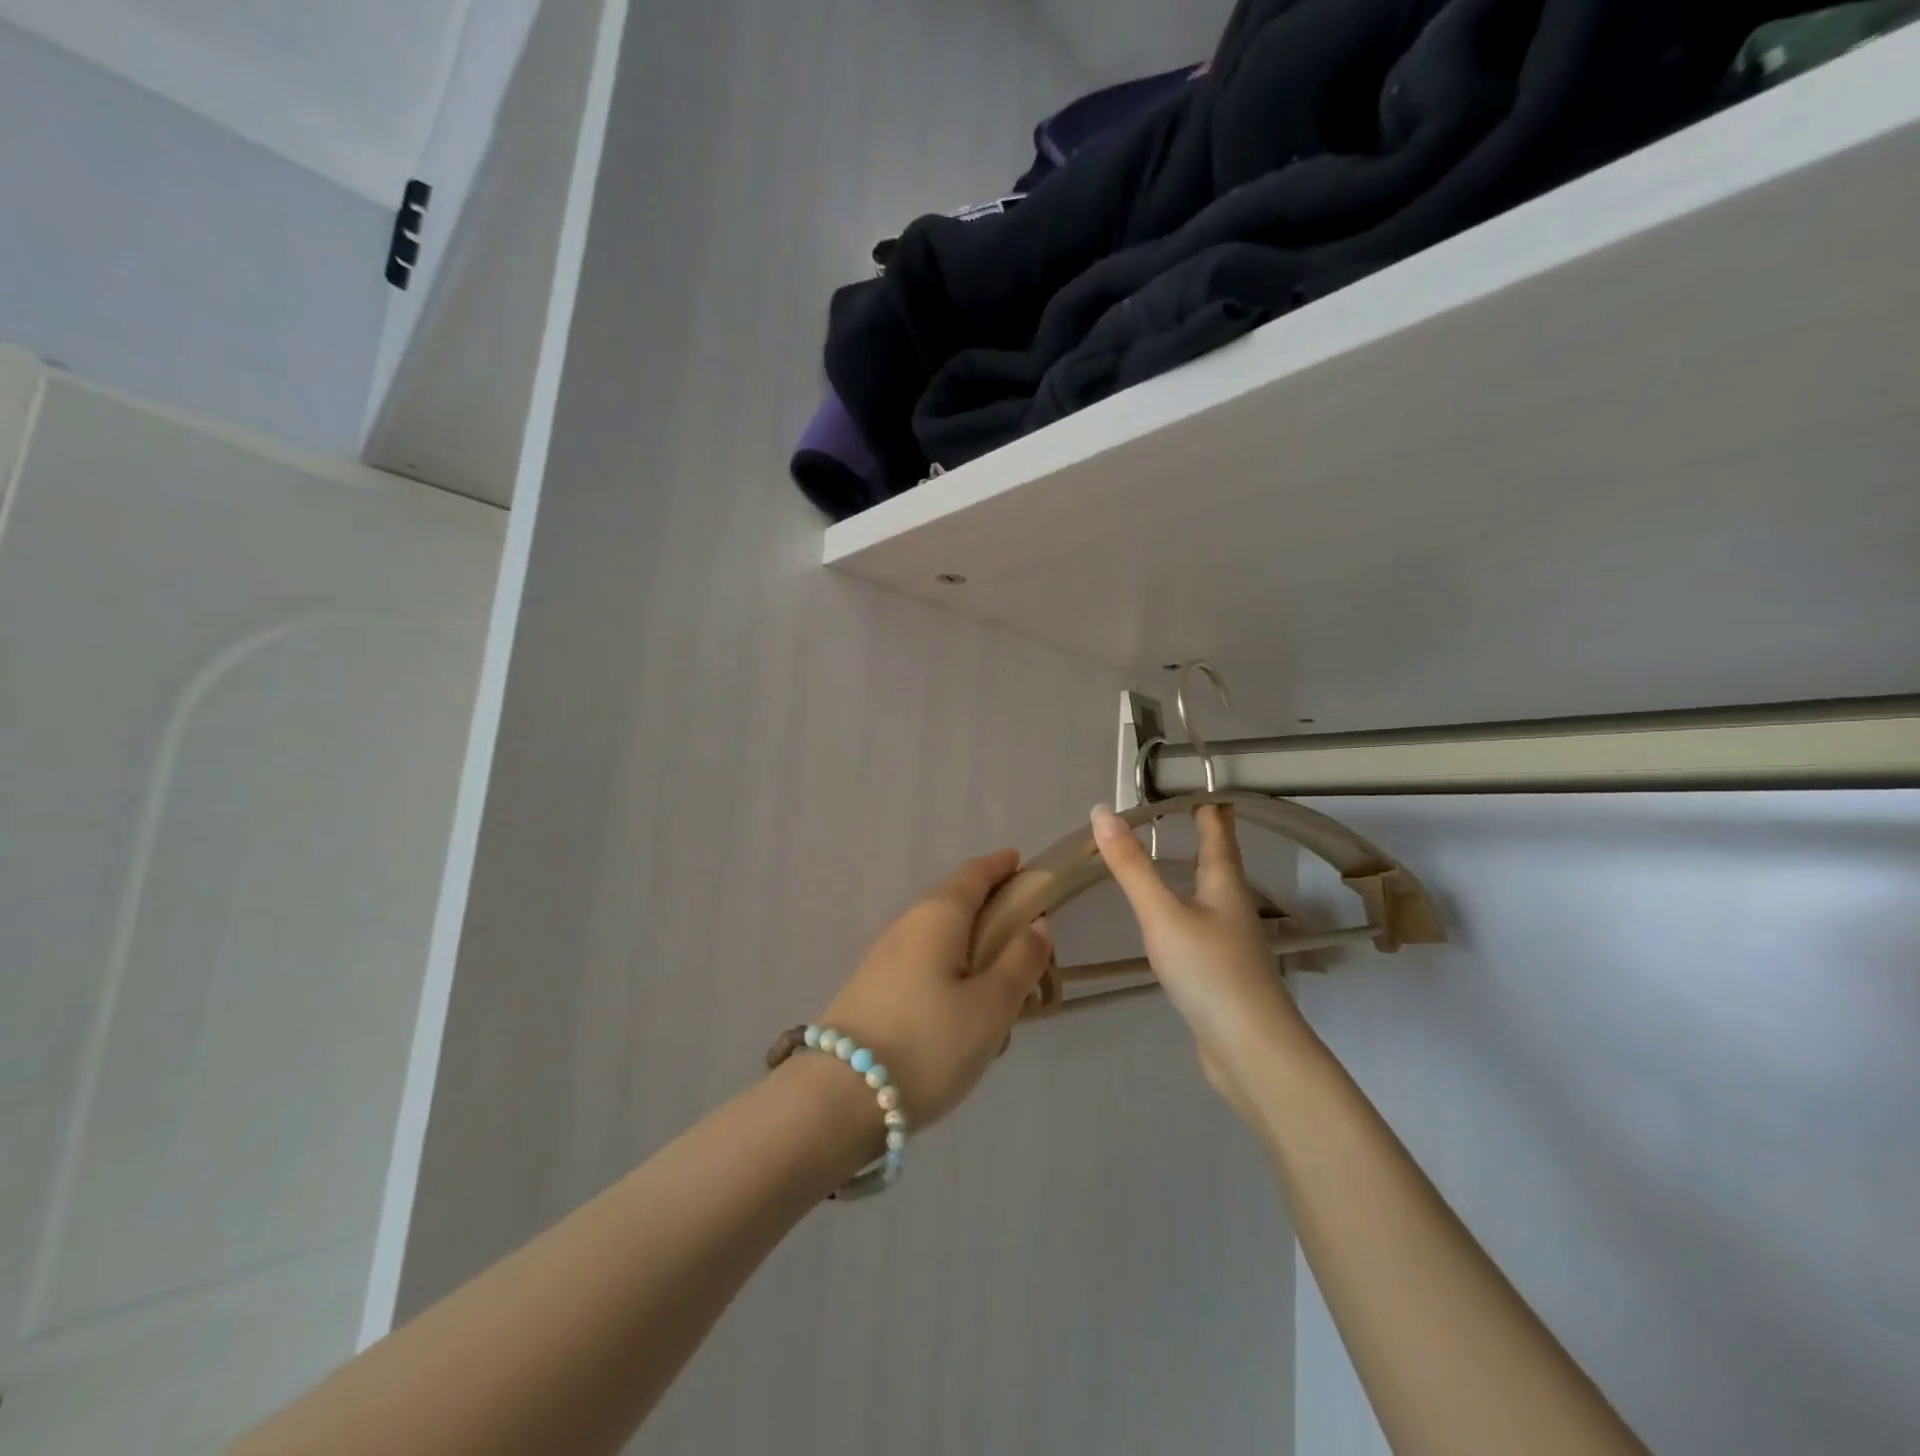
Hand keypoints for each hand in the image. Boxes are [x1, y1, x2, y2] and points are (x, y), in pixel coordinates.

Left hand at [817, 850, 1052, 1128]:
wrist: (840, 1097)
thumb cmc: (930, 1042)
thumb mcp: (991, 1005)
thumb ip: (1020, 960)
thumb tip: (1037, 923)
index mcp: (938, 915)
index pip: (974, 874)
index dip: (1001, 866)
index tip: (1023, 865)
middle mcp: (907, 924)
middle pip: (955, 903)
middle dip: (991, 911)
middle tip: (1026, 938)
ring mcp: (885, 956)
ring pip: (940, 939)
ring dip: (972, 949)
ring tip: (1001, 990)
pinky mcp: (873, 988)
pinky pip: (924, 966)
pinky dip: (950, 974)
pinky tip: (962, 1017)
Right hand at [1090, 803, 1311, 1116]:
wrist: (1251, 1050)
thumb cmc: (1210, 971)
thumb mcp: (1162, 913)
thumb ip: (1131, 866)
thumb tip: (1102, 811)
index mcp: (1224, 884)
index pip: (1218, 832)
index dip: (1209, 807)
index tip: (1197, 784)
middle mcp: (1232, 906)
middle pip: (1219, 862)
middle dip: (1204, 836)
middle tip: (1181, 814)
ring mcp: (1230, 942)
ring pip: (1210, 895)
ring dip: (1193, 873)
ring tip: (1171, 859)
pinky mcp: (1220, 972)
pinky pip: (1201, 926)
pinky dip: (1185, 909)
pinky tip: (1170, 921)